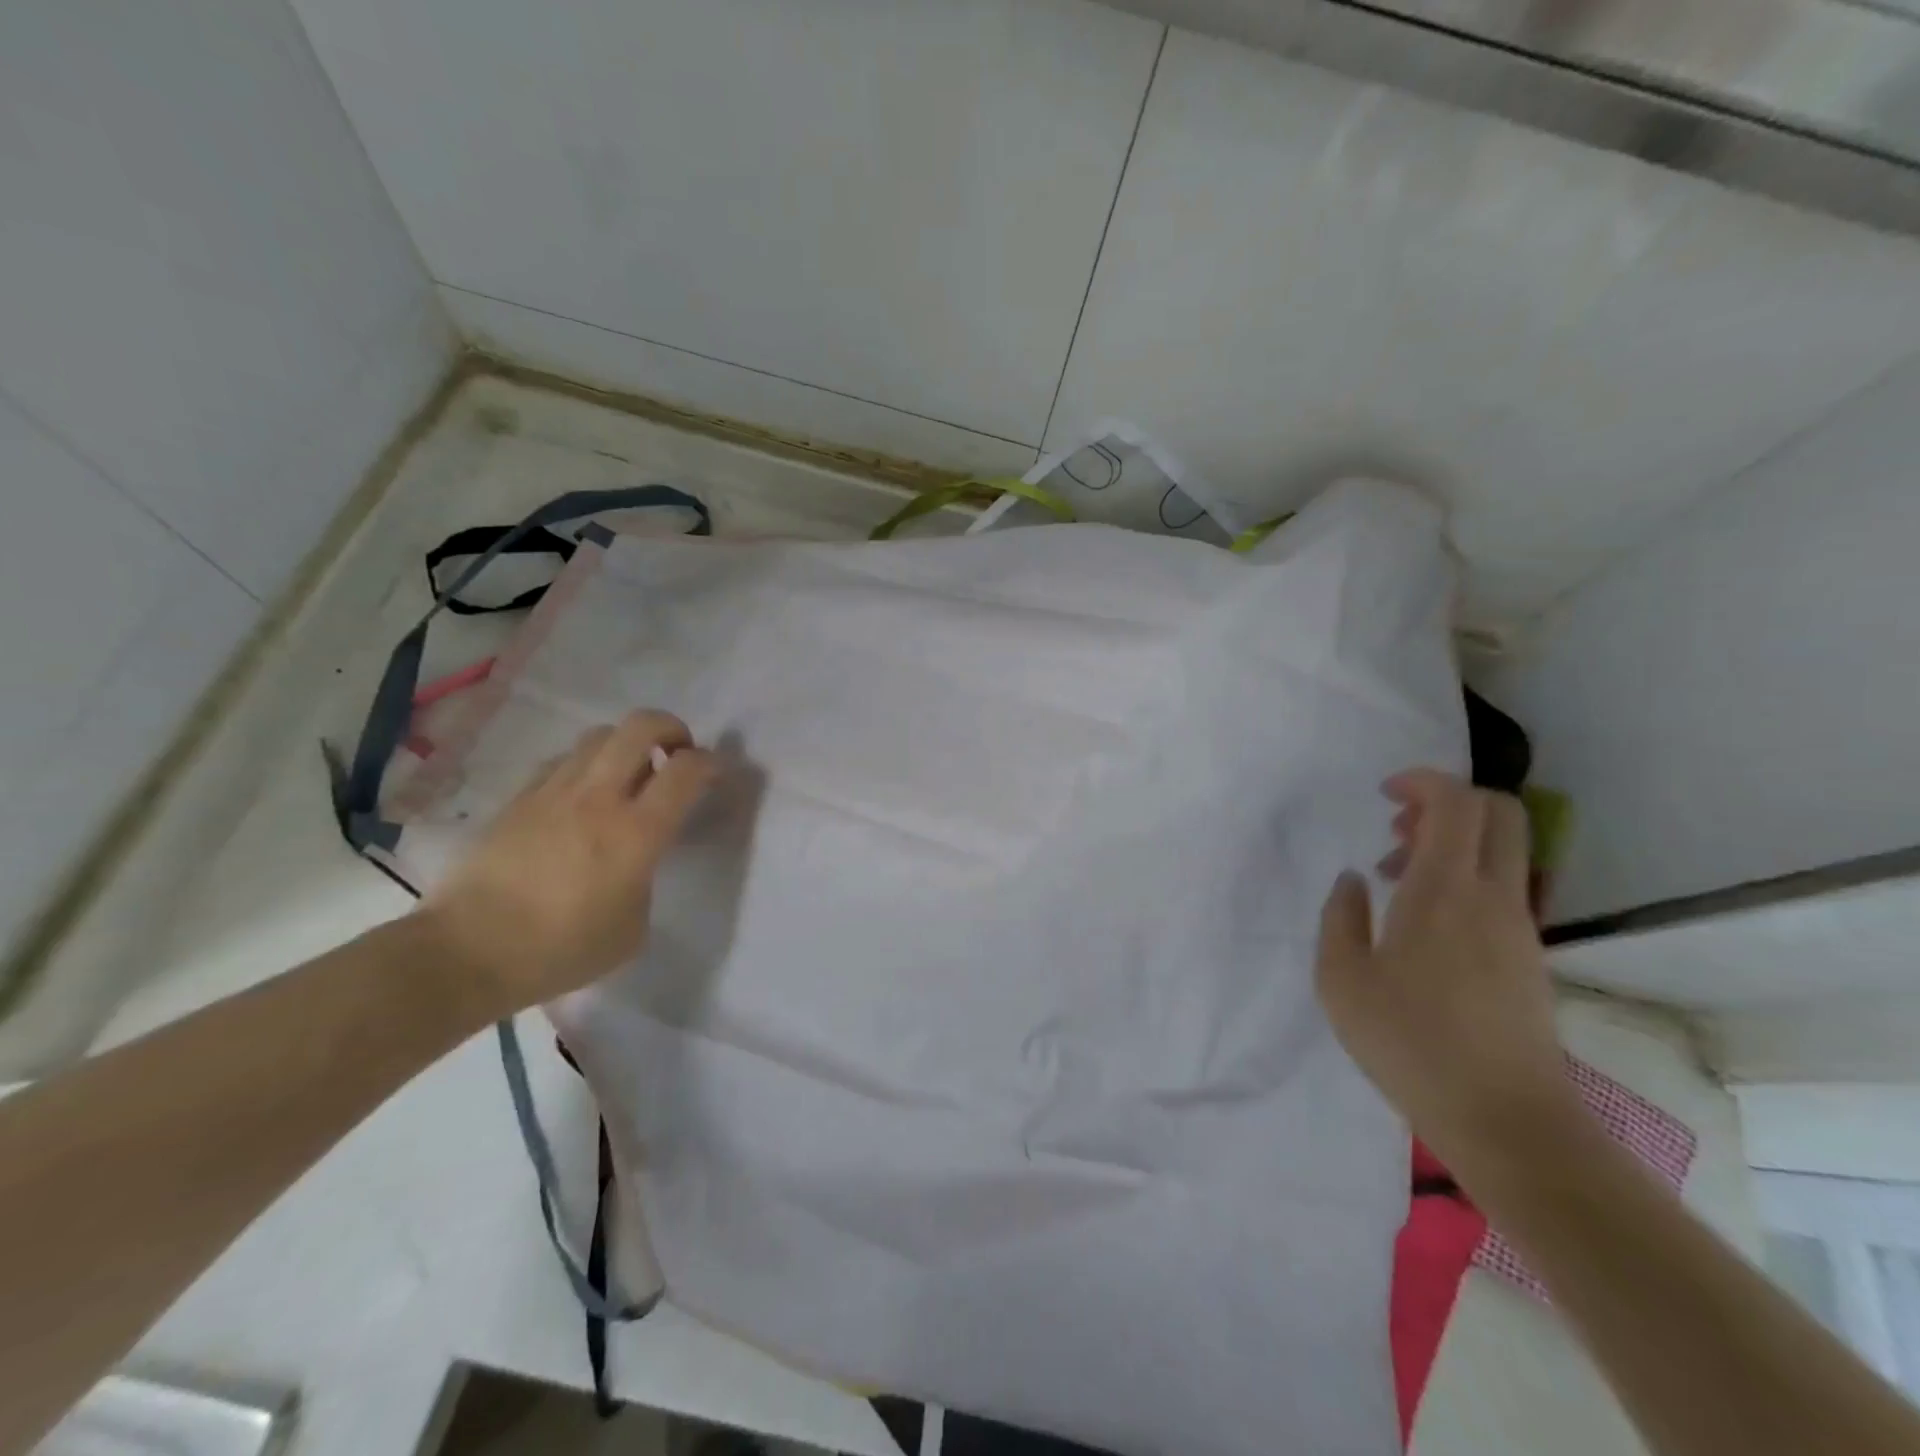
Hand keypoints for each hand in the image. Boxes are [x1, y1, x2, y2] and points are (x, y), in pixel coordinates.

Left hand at [419, 711, 718, 1019]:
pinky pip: (564, 761)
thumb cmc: (562, 950)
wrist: (467, 953)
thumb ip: (646, 878)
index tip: (715, 772)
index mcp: (637, 833)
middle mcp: (599, 798)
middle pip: (641, 726)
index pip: (686, 770)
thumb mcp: (633, 927)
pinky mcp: (520, 798)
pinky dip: (587, 765)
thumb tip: (638, 858)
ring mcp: (554, 792)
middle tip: (676, 754)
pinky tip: (584, 795)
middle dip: (670, 729)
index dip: (710, 762)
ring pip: (600, 735)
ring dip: (626, 745)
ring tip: (629, 774)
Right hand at [1315, 770, 1581, 1170]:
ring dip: (1452, 844)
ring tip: (1396, 880)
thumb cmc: (1410, 1044)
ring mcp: (1519, 926)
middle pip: (1498, 813)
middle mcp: (1493, 896)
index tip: (1384, 795)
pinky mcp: (1528, 954)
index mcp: (1445, 891)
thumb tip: (1354, 881)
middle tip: (1396, 832)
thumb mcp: (1342, 980)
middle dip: (1446, 802)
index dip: (1423, 781)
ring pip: (1501, 850)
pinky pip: (1501, 886)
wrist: (1507, 1120)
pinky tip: (1423, 922)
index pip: (1457, 803)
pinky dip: (1464, 878)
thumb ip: (1340, 917)